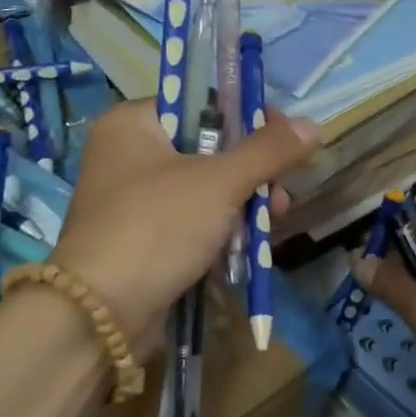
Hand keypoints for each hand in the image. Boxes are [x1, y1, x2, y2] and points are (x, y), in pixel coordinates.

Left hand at [48, 100, 318, 344]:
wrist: (102, 313)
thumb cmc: (158, 226)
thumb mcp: (219, 182)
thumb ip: (268, 151)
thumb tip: (313, 125)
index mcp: (132, 124)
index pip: (200, 103)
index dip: (247, 116)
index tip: (285, 137)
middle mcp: (128, 155)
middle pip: (207, 147)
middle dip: (252, 169)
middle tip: (283, 188)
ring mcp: (133, 201)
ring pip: (204, 188)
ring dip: (245, 202)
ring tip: (277, 218)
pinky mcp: (143, 240)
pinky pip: (192, 221)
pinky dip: (222, 228)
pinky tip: (252, 240)